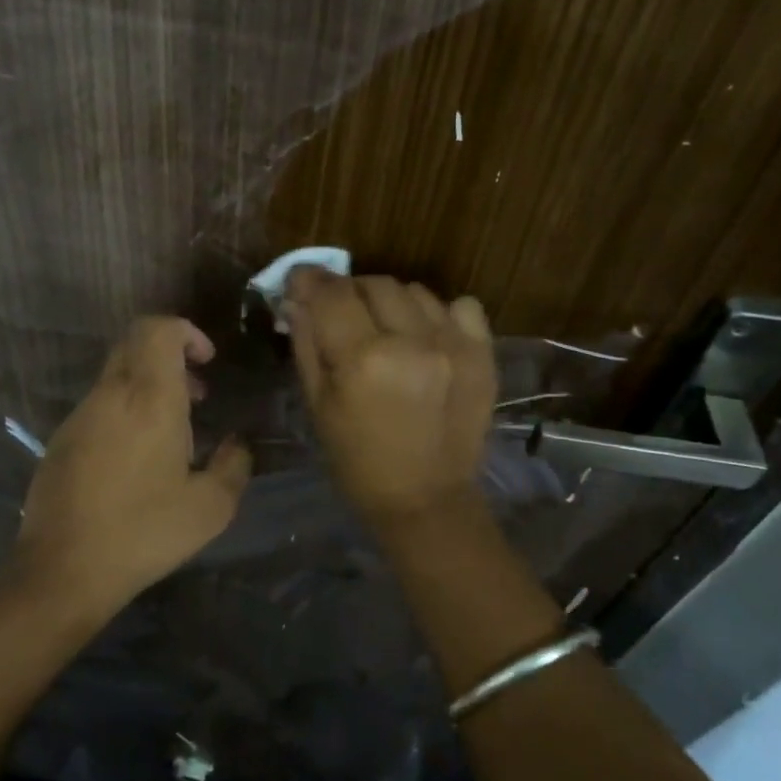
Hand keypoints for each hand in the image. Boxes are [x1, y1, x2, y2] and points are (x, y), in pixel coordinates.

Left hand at [13, 317, 250, 615]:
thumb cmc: (145, 531)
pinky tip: (138, 459)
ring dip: (149, 385)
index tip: (207, 362)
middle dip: (171, 355)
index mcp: (149, 399)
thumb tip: (237, 445)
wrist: (63, 569)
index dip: (186, 332)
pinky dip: (126, 409)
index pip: (158, 329)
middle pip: (135, 342)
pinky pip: (100, 404)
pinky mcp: (61, 439)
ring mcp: (80, 416)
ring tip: (173, 433)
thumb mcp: (211, 507)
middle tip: (197, 394)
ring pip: (116, 374)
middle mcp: (111, 395)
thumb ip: (234, 466)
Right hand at [283, 269, 496, 523]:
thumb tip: (297, 298)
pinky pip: (460, 305)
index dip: (311, 280)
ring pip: (414, 290)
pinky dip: (438, 312)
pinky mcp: (483, 353)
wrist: (426, 500)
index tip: (302, 282)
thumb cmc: (358, 462)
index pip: (331, 292)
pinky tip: (427, 336)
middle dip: (351, 293)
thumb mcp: (318, 406)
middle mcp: (412, 340)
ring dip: (391, 302)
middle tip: (343, 316)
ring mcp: (453, 343)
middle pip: (374, 282)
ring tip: (386, 330)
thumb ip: (306, 345)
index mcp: (364, 358)